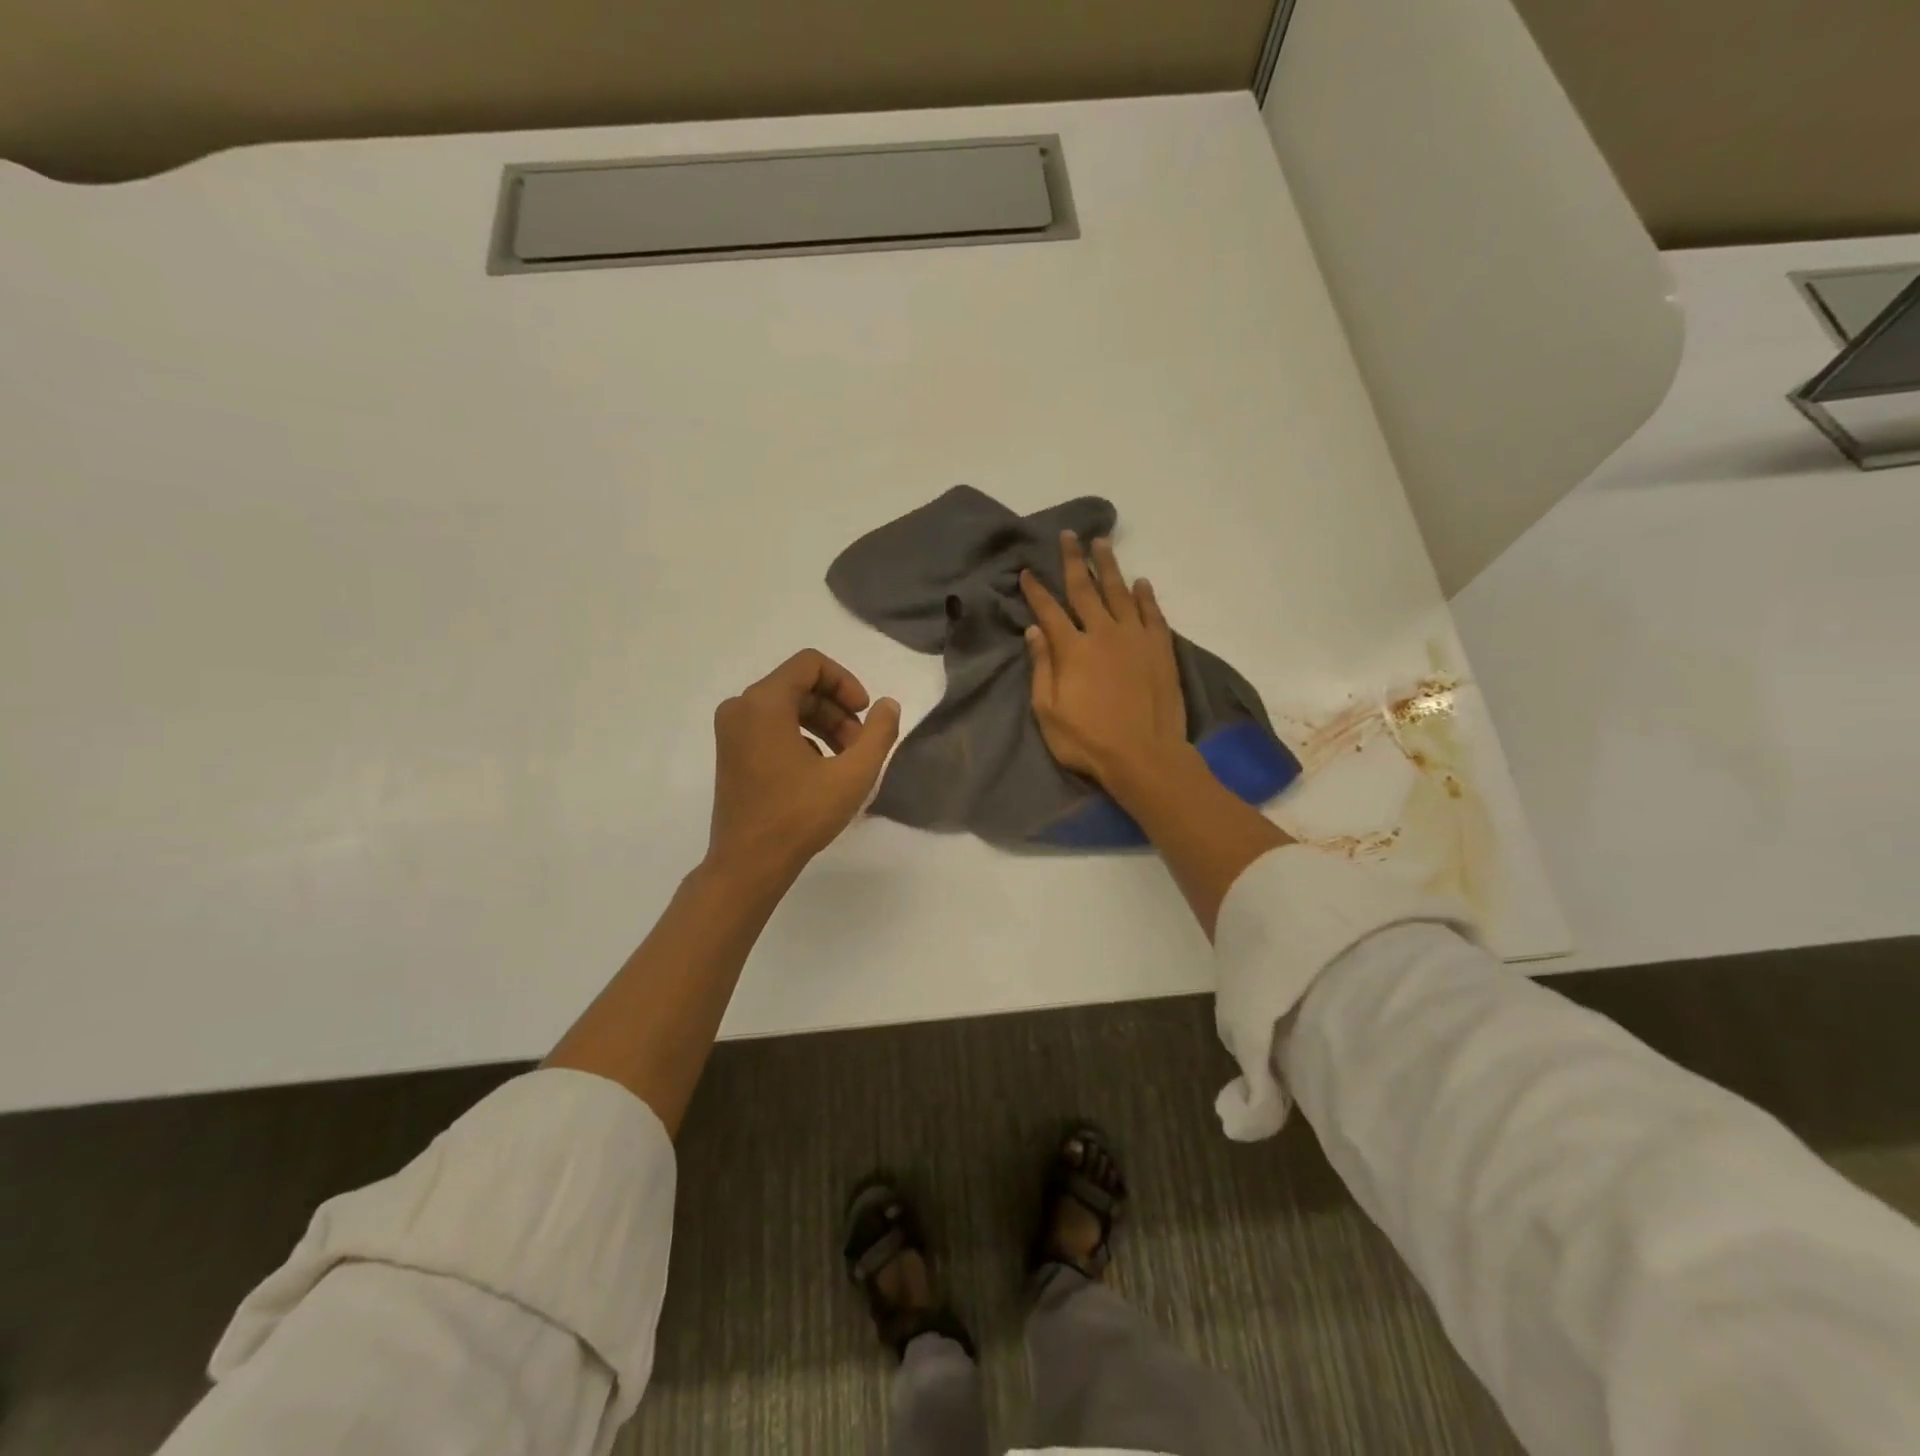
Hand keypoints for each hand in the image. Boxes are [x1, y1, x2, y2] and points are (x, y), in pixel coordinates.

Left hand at [707, 650, 900, 880]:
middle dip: (837, 709)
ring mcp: (731, 731)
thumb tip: (888, 705)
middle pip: (799, 686)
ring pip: (787, 707)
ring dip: (823, 724)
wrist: (748, 864)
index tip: (865, 714)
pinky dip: (801, 738)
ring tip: (846, 760)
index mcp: (763, 703)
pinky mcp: (731, 752)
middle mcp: (741, 707)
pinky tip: (820, 771)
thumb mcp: (853, 774)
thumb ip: (879, 733)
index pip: (810, 664)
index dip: (846, 682)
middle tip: (860, 745)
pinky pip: (771, 727)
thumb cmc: (799, 816)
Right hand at [1019, 533, 1192, 798]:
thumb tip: (1033, 631)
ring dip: (1109, 567)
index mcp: (1072, 650)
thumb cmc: (1088, 741)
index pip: (1049, 611)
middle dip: (1074, 561)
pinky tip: (1141, 582)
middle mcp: (1104, 634)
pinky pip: (1153, 614)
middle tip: (1069, 535)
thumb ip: (1042, 668)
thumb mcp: (1049, 712)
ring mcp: (1136, 639)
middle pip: (1086, 589)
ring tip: (1102, 543)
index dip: (1036, 590)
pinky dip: (1146, 596)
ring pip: (1120, 593)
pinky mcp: (1161, 649)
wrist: (1145, 756)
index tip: (1026, 571)